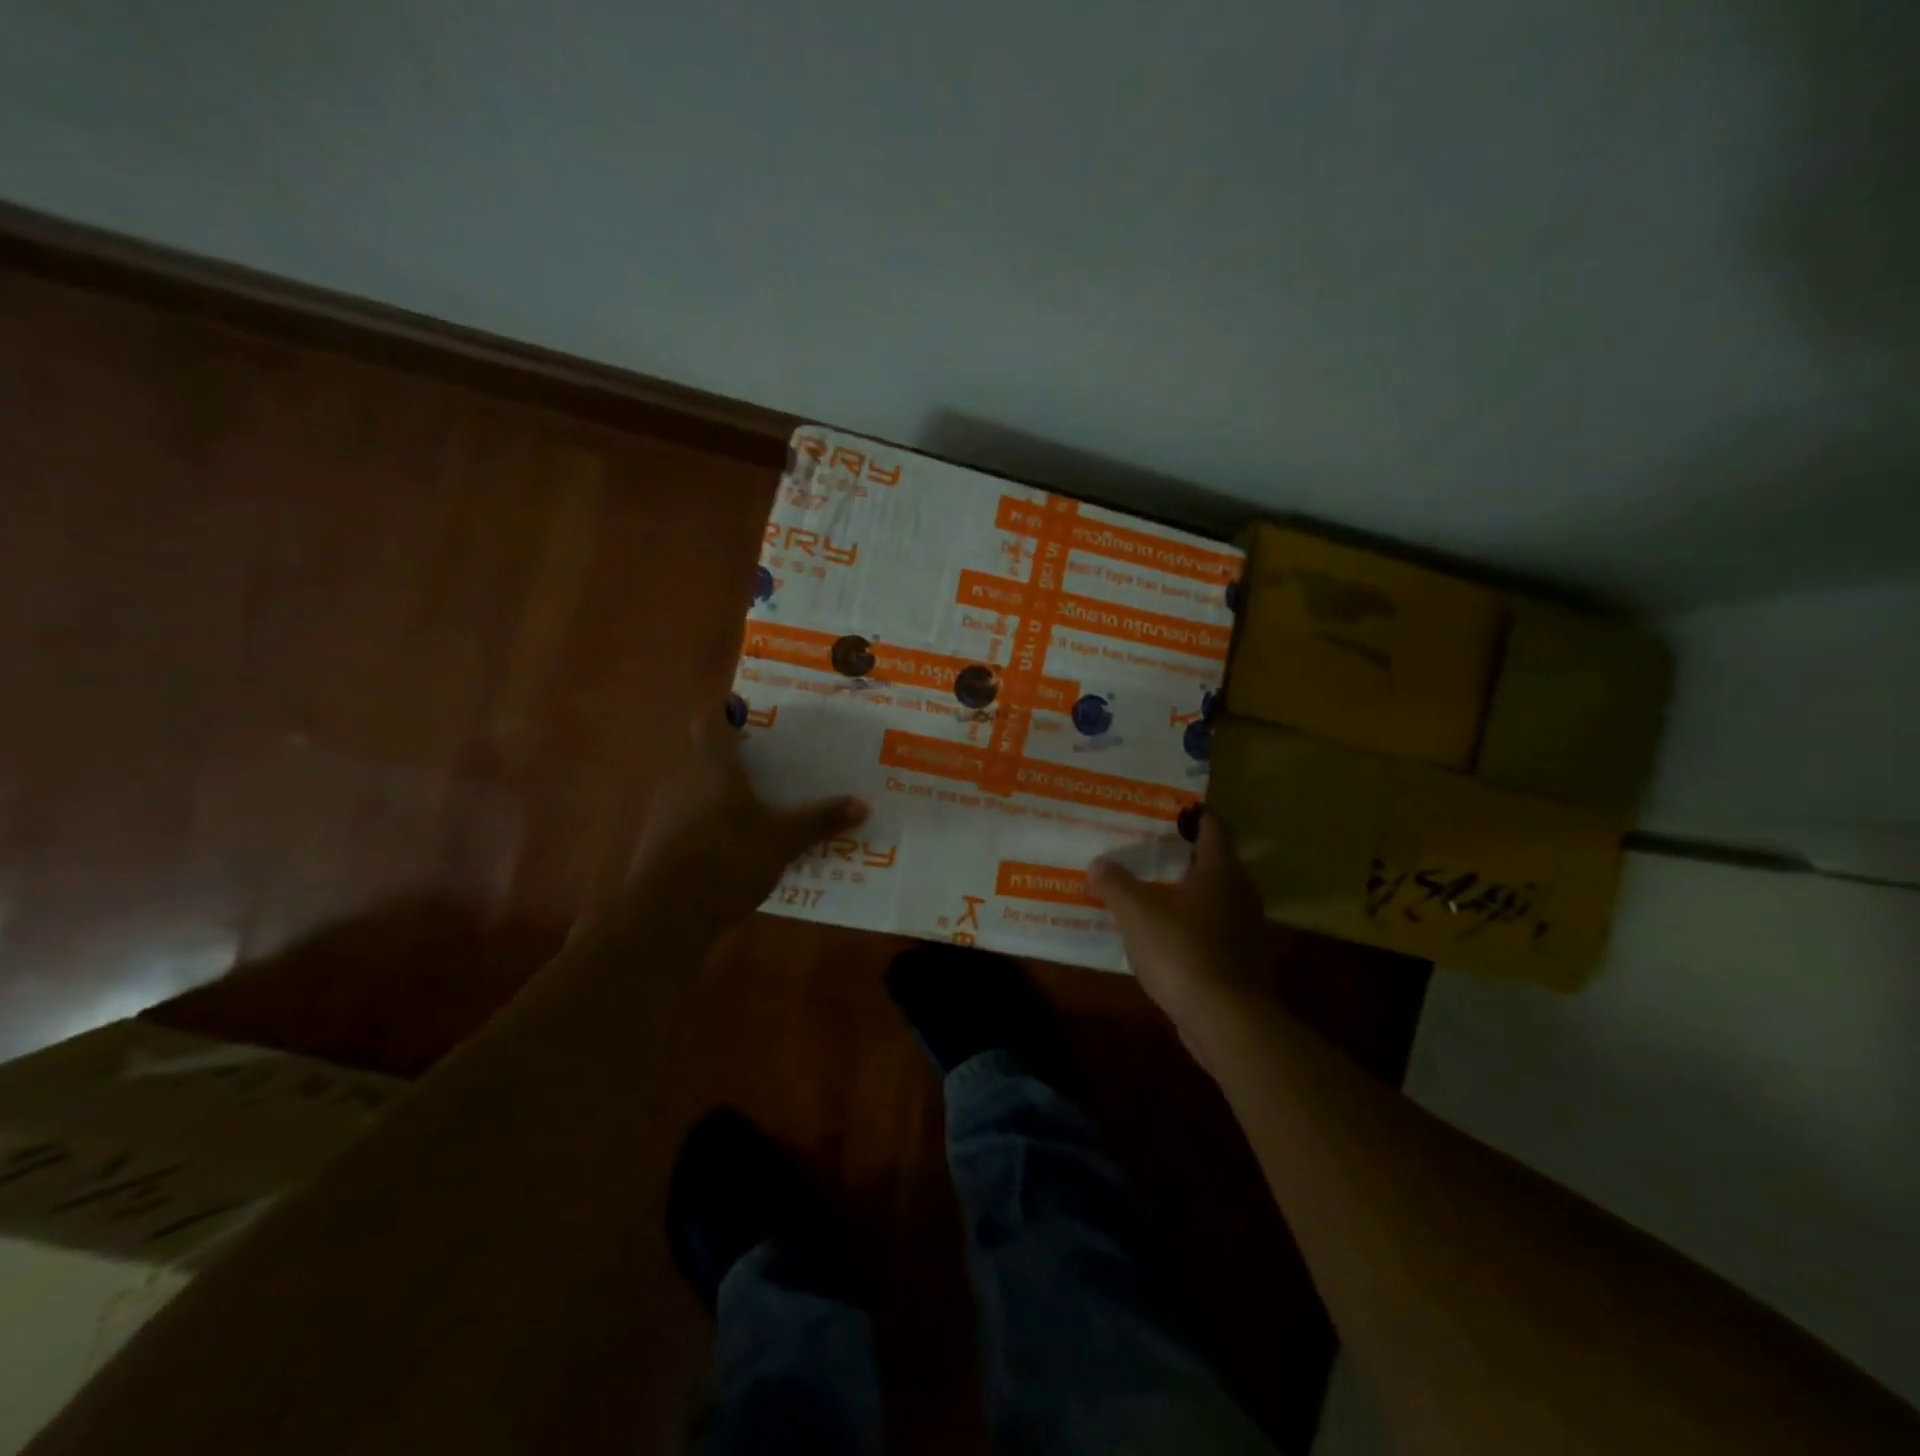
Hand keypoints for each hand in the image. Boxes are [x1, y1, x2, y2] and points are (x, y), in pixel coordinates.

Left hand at [622, 710, 868, 937]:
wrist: (663, 917)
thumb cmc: (726, 859)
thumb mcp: (783, 840)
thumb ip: (820, 820)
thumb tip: (862, 804)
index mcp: (711, 764)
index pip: (712, 719)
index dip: (730, 712)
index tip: (755, 715)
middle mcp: (683, 777)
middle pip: (707, 753)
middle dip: (738, 757)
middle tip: (775, 763)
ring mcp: (666, 811)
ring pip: (699, 787)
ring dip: (725, 792)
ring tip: (763, 804)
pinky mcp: (660, 842)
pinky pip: (692, 818)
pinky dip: (714, 822)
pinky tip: (739, 844)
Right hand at [1090, 816, 1275, 1050]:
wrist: (1224, 1019)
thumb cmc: (1181, 951)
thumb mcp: (1136, 912)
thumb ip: (1115, 883)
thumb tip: (1098, 864)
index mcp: (1221, 871)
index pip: (1212, 826)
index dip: (1190, 814)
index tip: (1163, 809)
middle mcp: (1240, 893)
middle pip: (1212, 861)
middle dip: (1180, 854)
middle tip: (1145, 848)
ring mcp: (1245, 929)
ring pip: (1212, 897)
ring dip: (1184, 892)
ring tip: (1148, 890)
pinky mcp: (1241, 961)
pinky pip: (1212, 929)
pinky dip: (1190, 924)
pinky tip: (1163, 934)